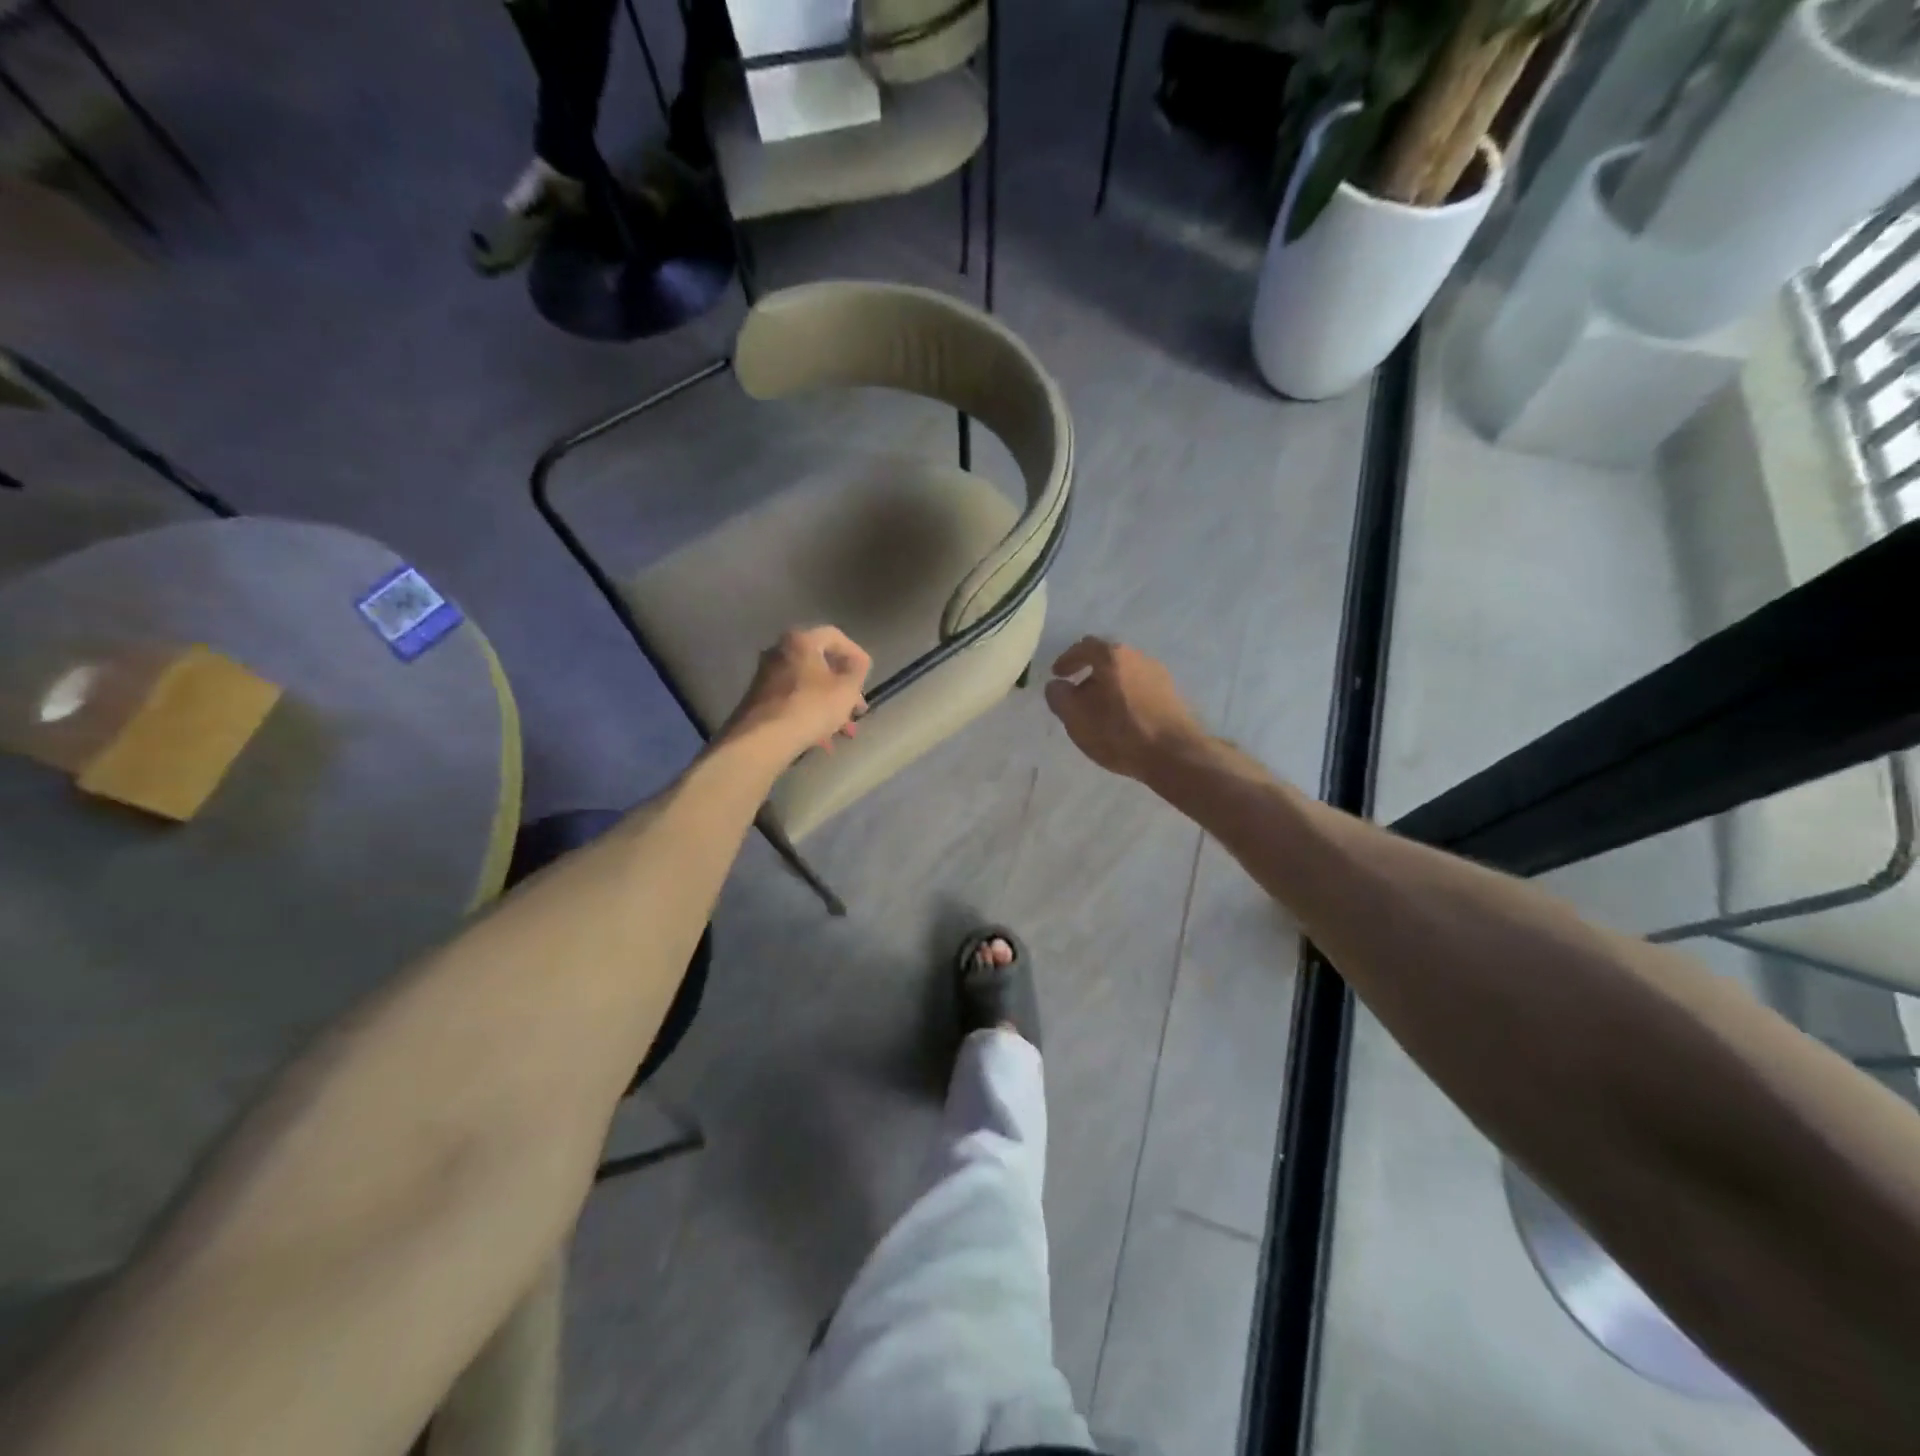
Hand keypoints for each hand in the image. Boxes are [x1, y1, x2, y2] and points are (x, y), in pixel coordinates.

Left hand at [719, 626, 870, 764]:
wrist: (763, 739)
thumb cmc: (811, 707)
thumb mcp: (846, 689)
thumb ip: (857, 670)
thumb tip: (857, 662)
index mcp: (801, 641)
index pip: (835, 636)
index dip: (856, 654)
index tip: (867, 675)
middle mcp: (779, 652)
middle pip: (821, 665)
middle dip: (844, 689)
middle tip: (858, 708)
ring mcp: (766, 677)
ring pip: (808, 687)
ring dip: (830, 707)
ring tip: (846, 732)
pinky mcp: (760, 701)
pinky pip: (794, 703)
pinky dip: (811, 716)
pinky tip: (824, 741)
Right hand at [1043, 637, 1205, 781]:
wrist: (1175, 755)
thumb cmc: (1120, 733)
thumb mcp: (1076, 718)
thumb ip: (1059, 697)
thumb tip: (1057, 685)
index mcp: (1113, 657)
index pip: (1084, 647)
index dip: (1067, 660)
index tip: (1058, 675)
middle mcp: (1138, 657)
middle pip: (1107, 659)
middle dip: (1088, 674)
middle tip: (1076, 695)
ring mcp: (1158, 674)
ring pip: (1125, 673)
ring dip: (1108, 687)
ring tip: (1098, 711)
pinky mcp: (1171, 694)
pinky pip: (1139, 687)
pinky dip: (1125, 696)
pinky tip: (1121, 718)